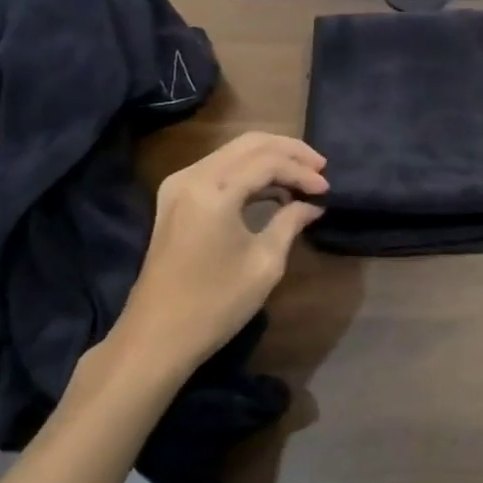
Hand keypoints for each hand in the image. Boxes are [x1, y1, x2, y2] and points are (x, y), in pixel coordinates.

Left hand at [108, 132, 327, 376]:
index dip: (302, 172)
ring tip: (302, 177)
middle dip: (290, 151)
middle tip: (320, 168)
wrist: (155, 339)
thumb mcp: (264, 263)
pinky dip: (249, 171)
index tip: (327, 190)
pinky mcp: (174, 199)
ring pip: (234, 151)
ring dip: (271, 158)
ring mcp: (178, 186)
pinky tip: (273, 187)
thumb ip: (290, 223)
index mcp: (214, 191)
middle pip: (250, 143)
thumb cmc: (215, 304)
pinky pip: (219, 167)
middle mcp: (192, 177)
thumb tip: (311, 205)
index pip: (269, 161)